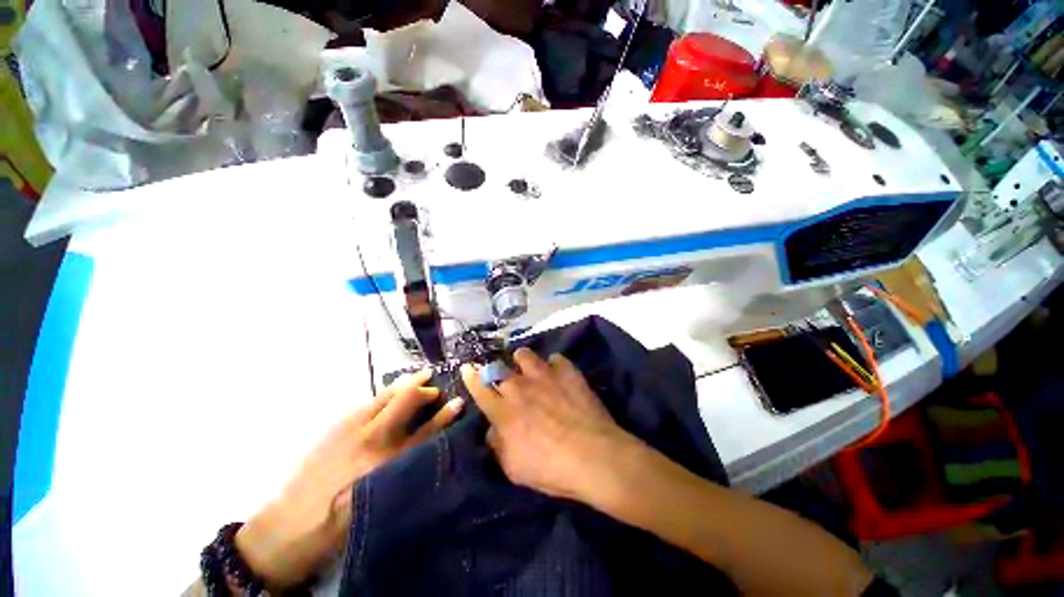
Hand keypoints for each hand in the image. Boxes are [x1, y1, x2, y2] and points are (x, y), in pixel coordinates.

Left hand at [235, 369, 462, 589]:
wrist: (285, 530)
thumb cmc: (339, 524)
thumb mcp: (381, 500)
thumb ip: (404, 470)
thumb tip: (424, 448)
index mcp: (387, 464)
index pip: (426, 431)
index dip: (445, 415)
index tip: (458, 402)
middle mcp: (373, 440)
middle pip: (405, 401)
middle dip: (423, 390)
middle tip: (435, 388)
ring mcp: (351, 429)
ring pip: (385, 396)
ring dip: (405, 386)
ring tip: (420, 378)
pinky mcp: (335, 427)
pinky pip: (368, 402)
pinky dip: (384, 394)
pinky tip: (389, 394)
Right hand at [461, 348, 636, 501]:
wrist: (593, 456)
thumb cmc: (550, 468)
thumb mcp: (514, 468)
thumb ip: (498, 445)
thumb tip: (493, 429)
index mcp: (503, 411)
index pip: (479, 387)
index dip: (471, 376)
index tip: (467, 367)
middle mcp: (519, 387)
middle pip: (499, 367)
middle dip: (497, 370)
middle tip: (503, 376)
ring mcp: (544, 375)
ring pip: (524, 355)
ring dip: (522, 361)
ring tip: (529, 370)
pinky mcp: (566, 371)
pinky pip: (555, 358)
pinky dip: (554, 365)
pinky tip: (559, 375)